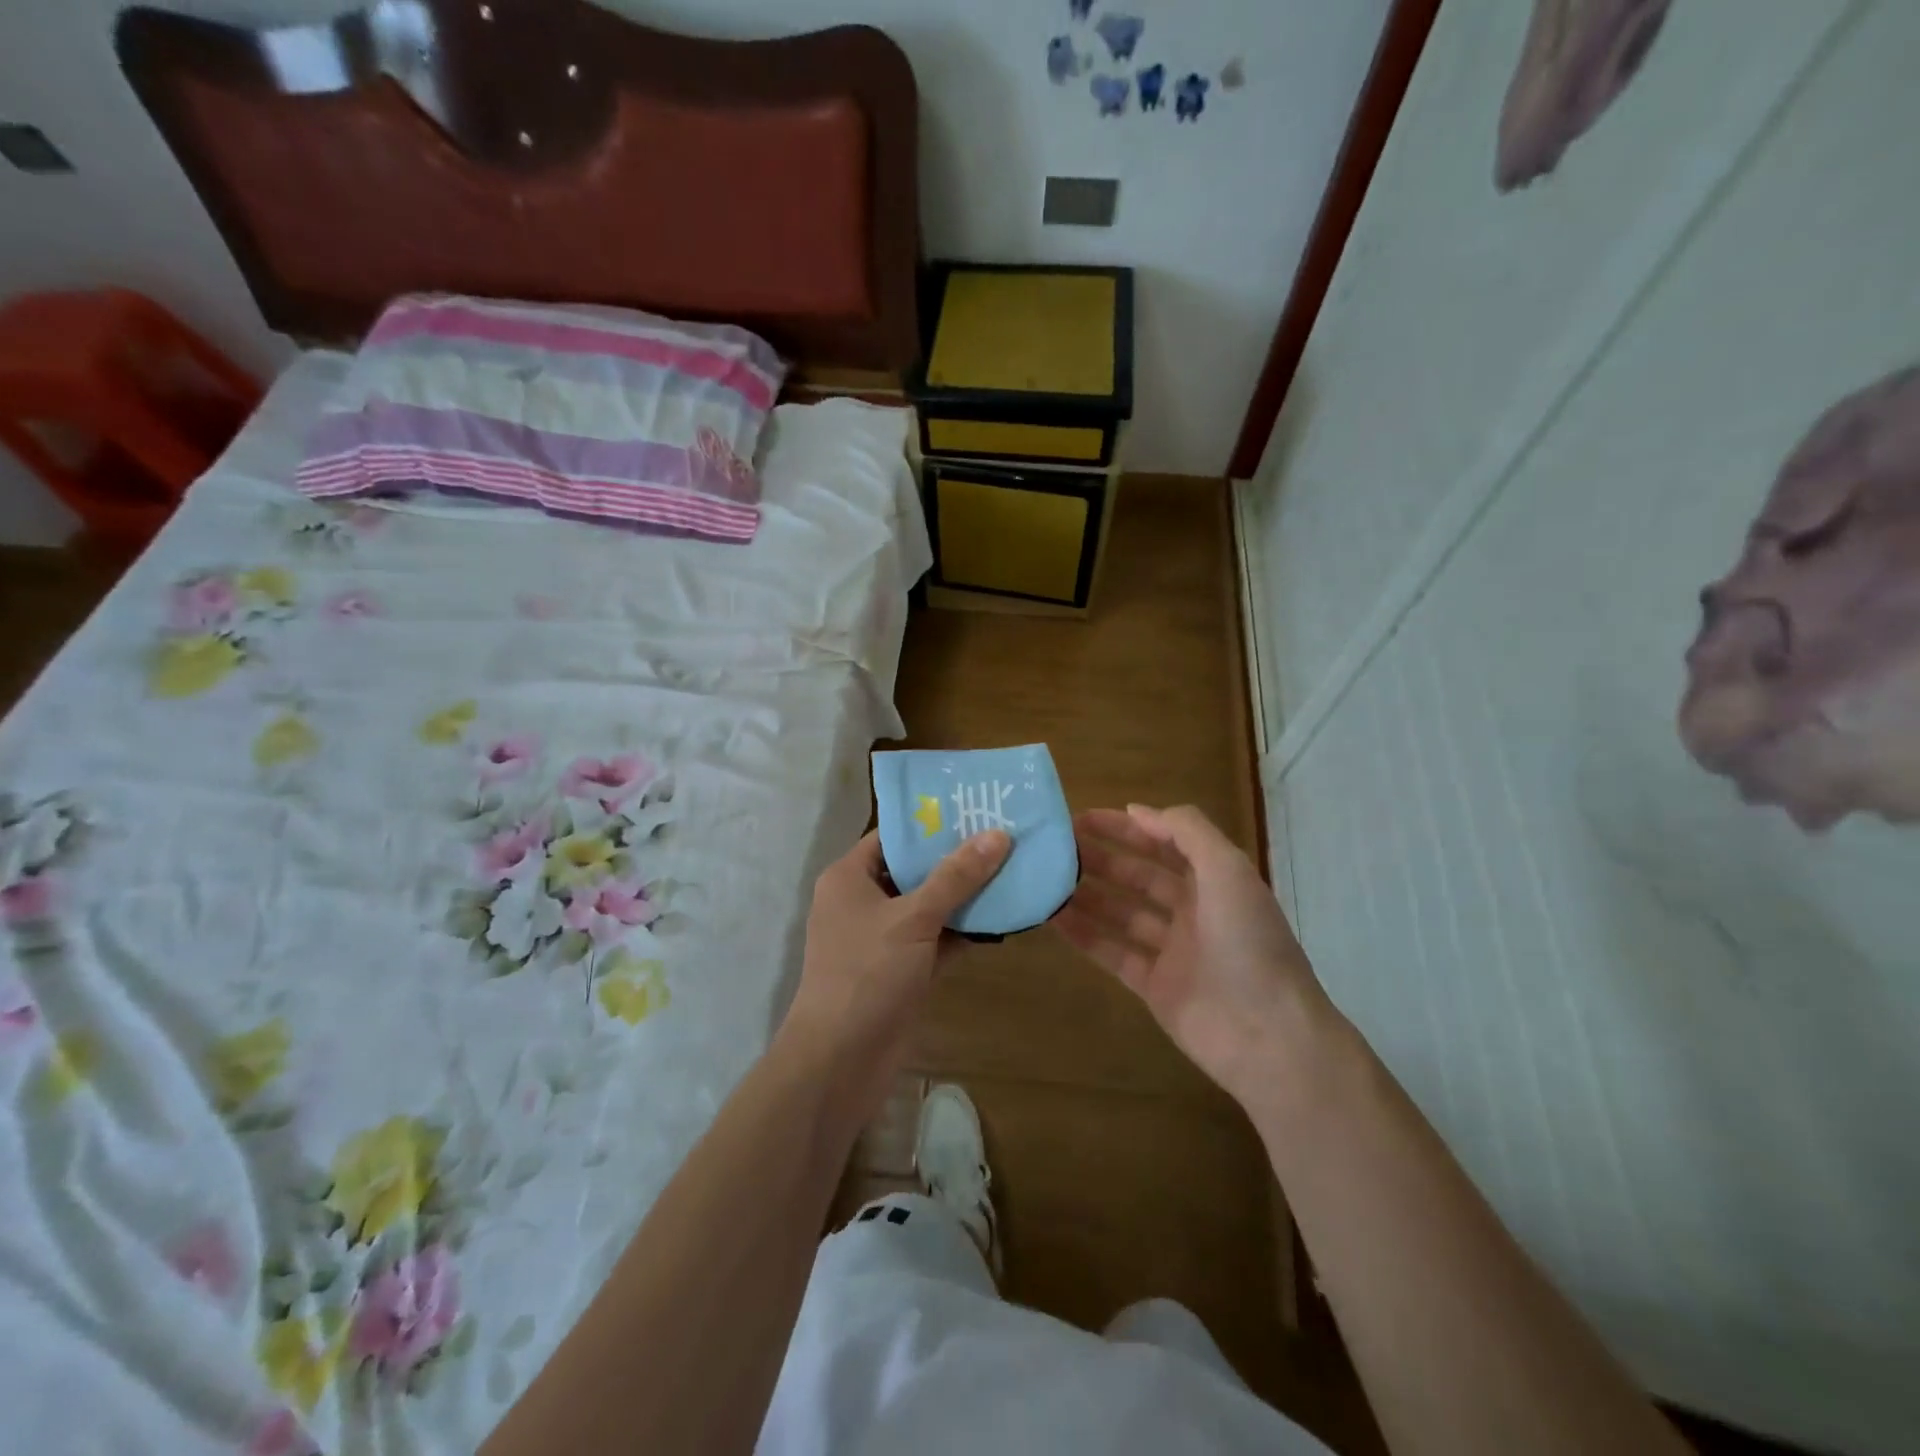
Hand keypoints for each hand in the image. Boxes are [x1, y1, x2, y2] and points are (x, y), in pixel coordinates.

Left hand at [780, 828, 1010, 1109]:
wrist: (841, 1060)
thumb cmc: (867, 973)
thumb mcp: (913, 917)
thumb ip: (956, 877)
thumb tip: (997, 834)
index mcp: (849, 877)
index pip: (892, 836)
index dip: (930, 822)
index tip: (974, 810)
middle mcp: (863, 902)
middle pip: (914, 870)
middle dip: (956, 858)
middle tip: (1004, 836)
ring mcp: (883, 938)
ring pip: (929, 906)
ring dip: (965, 896)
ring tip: (1013, 870)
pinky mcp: (902, 969)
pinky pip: (936, 939)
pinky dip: (963, 931)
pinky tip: (1002, 918)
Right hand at [1059, 805, 1326, 1110]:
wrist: (1268, 1034)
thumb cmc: (1249, 942)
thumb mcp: (1227, 869)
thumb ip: (1185, 831)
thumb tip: (1137, 810)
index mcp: (1215, 880)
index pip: (1164, 842)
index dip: (1126, 828)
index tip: (1082, 818)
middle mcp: (1193, 910)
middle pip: (1138, 875)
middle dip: (1100, 858)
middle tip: (1056, 847)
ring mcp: (1172, 950)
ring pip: (1121, 913)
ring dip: (1087, 894)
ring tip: (1046, 878)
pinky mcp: (1154, 986)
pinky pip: (1112, 952)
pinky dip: (1084, 935)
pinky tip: (1053, 919)